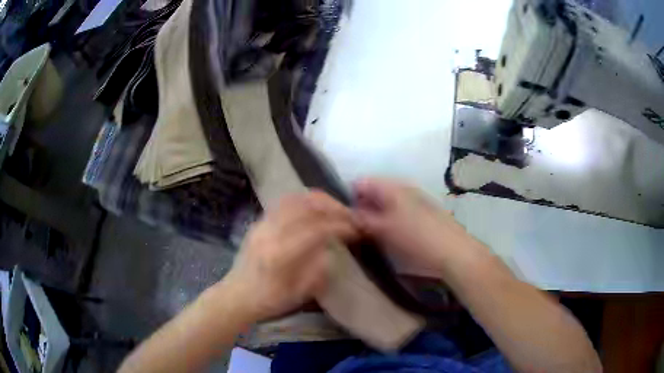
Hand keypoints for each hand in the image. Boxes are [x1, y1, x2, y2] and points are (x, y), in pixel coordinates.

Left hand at [223, 191, 358, 321]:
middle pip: (307, 206)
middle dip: (334, 207)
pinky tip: (315, 208)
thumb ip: (318, 269)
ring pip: (295, 199)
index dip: (340, 225)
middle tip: (350, 215)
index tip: (357, 229)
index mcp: (280, 254)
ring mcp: (263, 223)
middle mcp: (271, 232)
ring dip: (320, 200)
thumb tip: (331, 248)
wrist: (237, 295)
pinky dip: (305, 200)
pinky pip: (285, 202)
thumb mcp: (299, 294)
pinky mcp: (260, 221)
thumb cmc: (269, 300)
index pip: (317, 229)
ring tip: (336, 208)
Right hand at [354, 178, 478, 272]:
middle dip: (363, 208)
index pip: (361, 183)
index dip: (349, 198)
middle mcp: (402, 188)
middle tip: (356, 229)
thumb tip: (348, 214)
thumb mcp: (384, 230)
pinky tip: (391, 237)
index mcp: (391, 187)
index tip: (344, 218)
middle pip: (374, 192)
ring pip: (386, 203)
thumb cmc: (417, 238)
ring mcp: (415, 199)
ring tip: (372, 236)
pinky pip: (398, 211)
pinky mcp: (423, 212)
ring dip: (376, 216)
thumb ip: (363, 219)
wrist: (454, 251)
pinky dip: (390, 221)